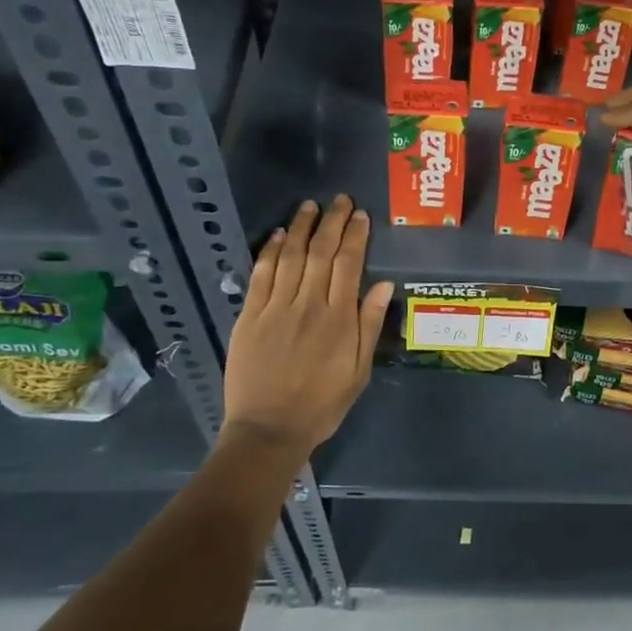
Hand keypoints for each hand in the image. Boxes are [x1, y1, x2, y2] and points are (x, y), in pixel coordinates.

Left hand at [220, 196, 392, 458]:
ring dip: (302, 228)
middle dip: (332, 223)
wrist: (268, 430)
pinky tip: (279, 234)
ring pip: (291, 257)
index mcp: (338, 319)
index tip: (360, 215)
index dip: (355, 236)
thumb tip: (382, 285)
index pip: (348, 265)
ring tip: (310, 206)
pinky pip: (261, 275)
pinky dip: (270, 251)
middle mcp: (308, 305)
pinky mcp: (249, 316)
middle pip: (321, 253)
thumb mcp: (358, 372)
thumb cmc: (322, 404)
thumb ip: (369, 326)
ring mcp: (275, 308)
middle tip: (340, 200)